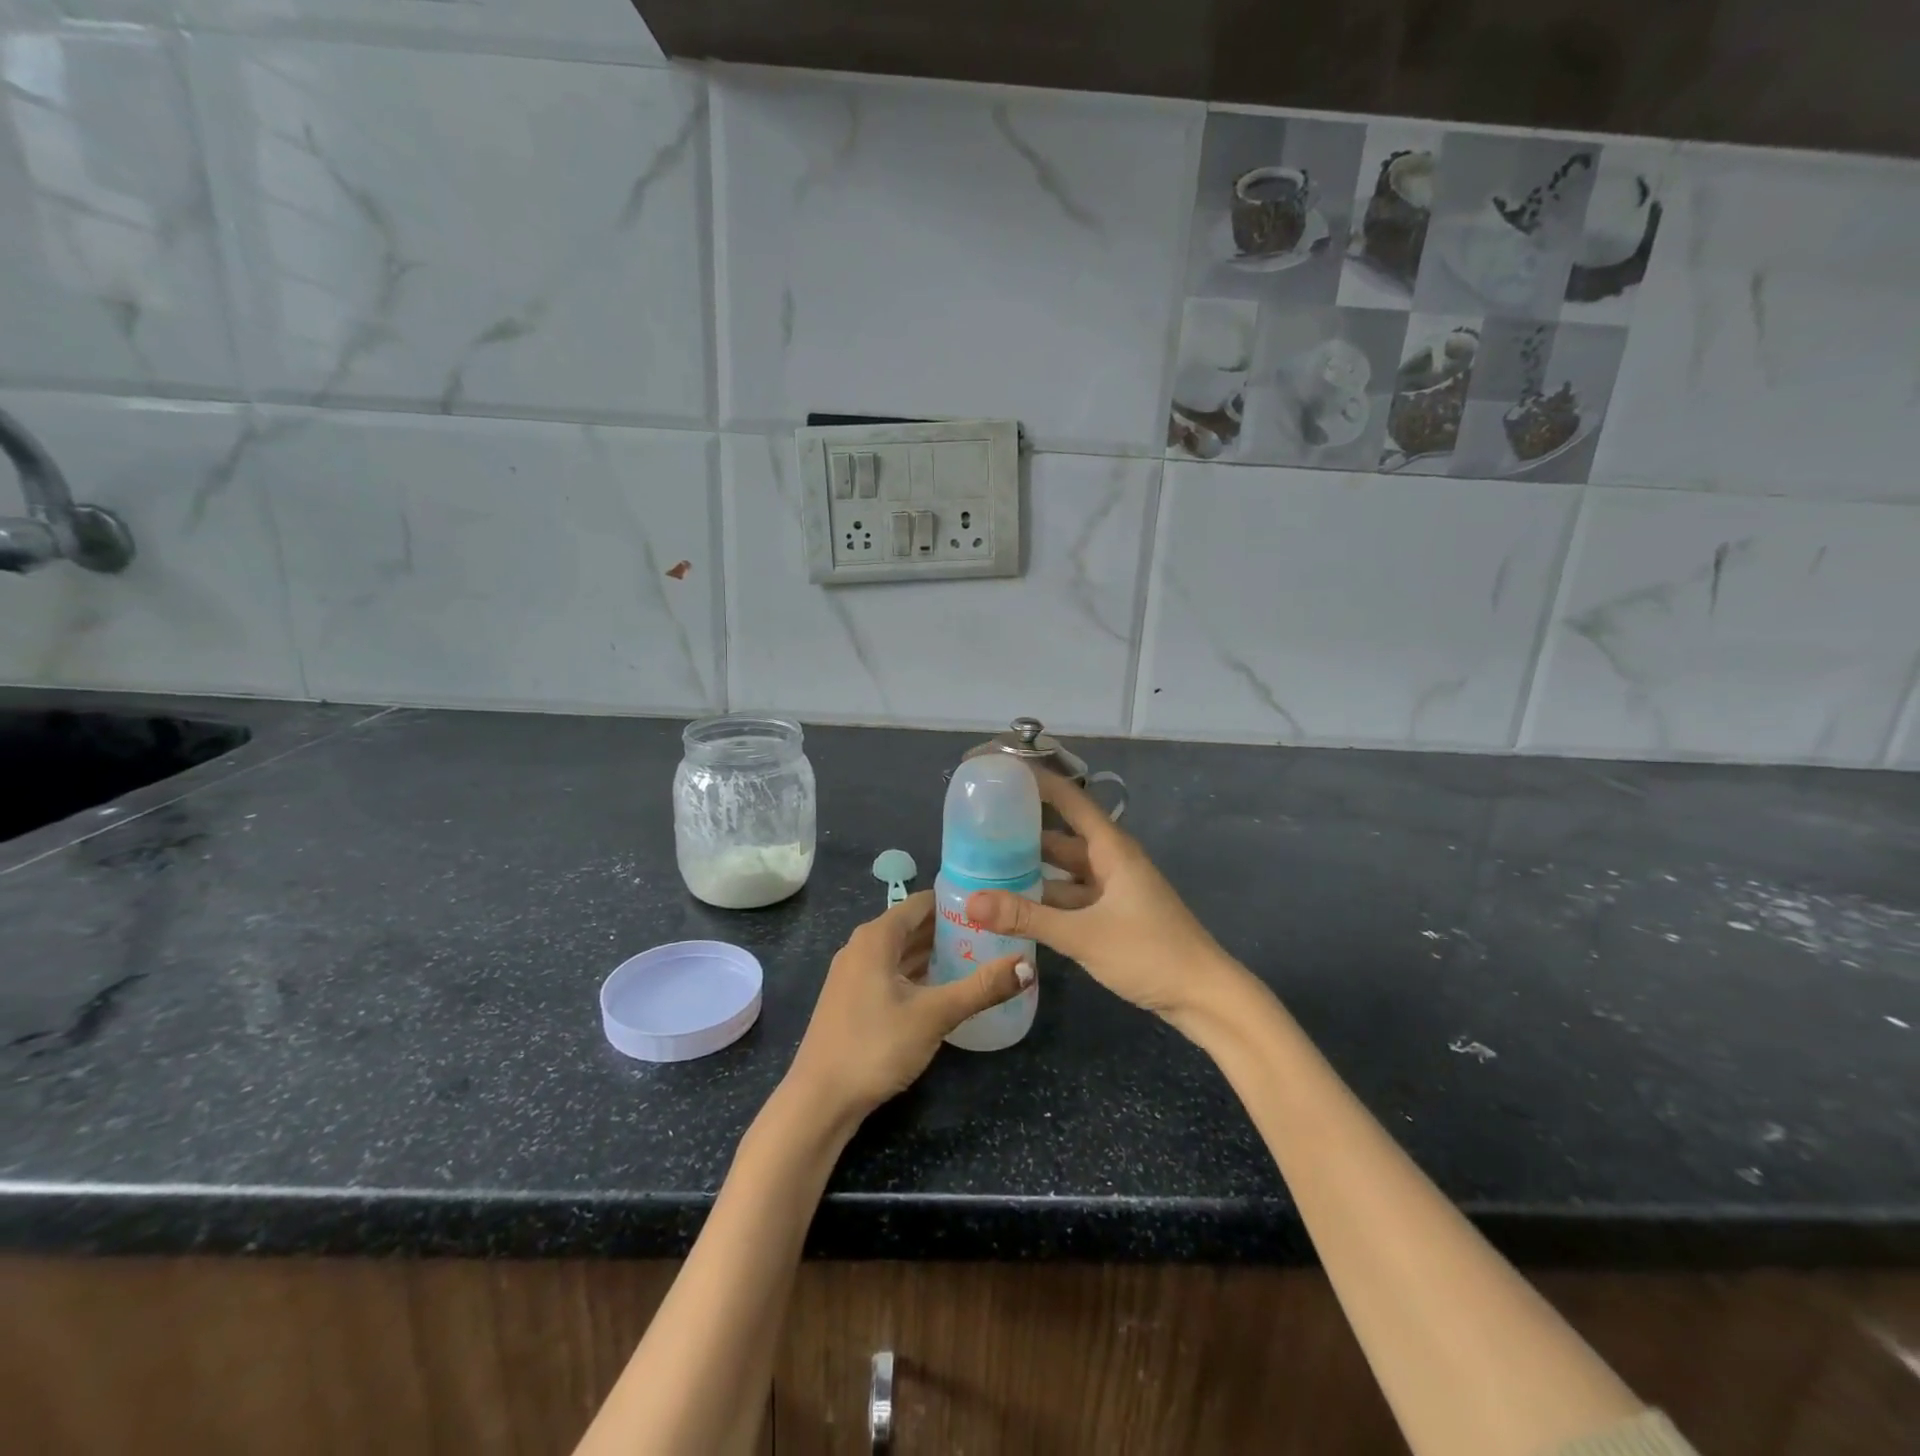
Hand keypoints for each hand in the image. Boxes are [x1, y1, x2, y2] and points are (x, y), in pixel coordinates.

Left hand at [785, 891, 1031, 1125]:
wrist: (820, 1099)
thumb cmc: (876, 1045)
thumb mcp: (935, 1015)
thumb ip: (982, 988)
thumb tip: (1027, 966)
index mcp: (876, 937)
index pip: (922, 903)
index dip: (955, 901)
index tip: (990, 906)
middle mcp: (862, 946)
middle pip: (911, 926)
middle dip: (949, 928)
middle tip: (992, 933)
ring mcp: (854, 974)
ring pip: (901, 951)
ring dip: (934, 952)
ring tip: (976, 956)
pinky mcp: (853, 999)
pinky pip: (891, 972)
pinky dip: (917, 973)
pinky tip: (943, 987)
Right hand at [965, 774, 1245, 1024]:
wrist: (1204, 997)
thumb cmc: (1149, 953)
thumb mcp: (1082, 934)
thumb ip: (1026, 917)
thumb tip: (971, 901)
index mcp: (1111, 848)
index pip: (1069, 800)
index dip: (1037, 782)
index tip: (1000, 772)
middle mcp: (1111, 861)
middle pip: (1061, 836)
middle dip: (1024, 831)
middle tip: (977, 828)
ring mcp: (1113, 889)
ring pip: (1065, 870)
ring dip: (1033, 869)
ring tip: (986, 866)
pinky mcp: (1113, 915)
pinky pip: (1072, 896)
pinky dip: (1046, 898)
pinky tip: (1016, 906)